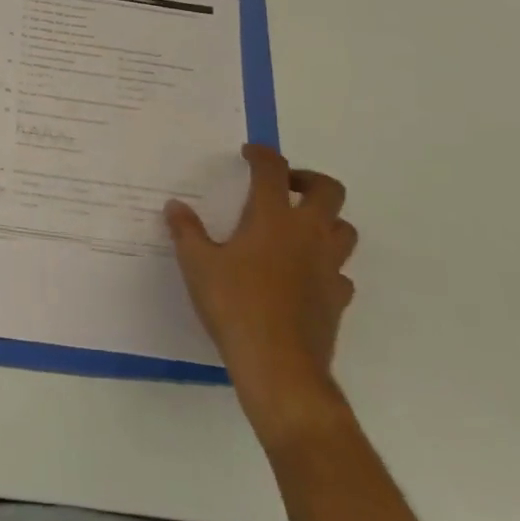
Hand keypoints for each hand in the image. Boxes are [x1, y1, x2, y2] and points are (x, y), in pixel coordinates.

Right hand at [166, 144, 356, 439]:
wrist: (279, 367)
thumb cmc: (235, 305)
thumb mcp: (197, 264)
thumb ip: (186, 231)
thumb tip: (175, 206)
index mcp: (273, 217)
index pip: (273, 170)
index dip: (262, 154)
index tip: (249, 153)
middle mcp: (308, 234)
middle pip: (328, 190)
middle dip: (308, 179)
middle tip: (284, 186)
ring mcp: (329, 267)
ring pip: (344, 229)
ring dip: (325, 220)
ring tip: (297, 227)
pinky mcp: (337, 299)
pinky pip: (340, 272)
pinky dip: (326, 265)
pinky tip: (304, 275)